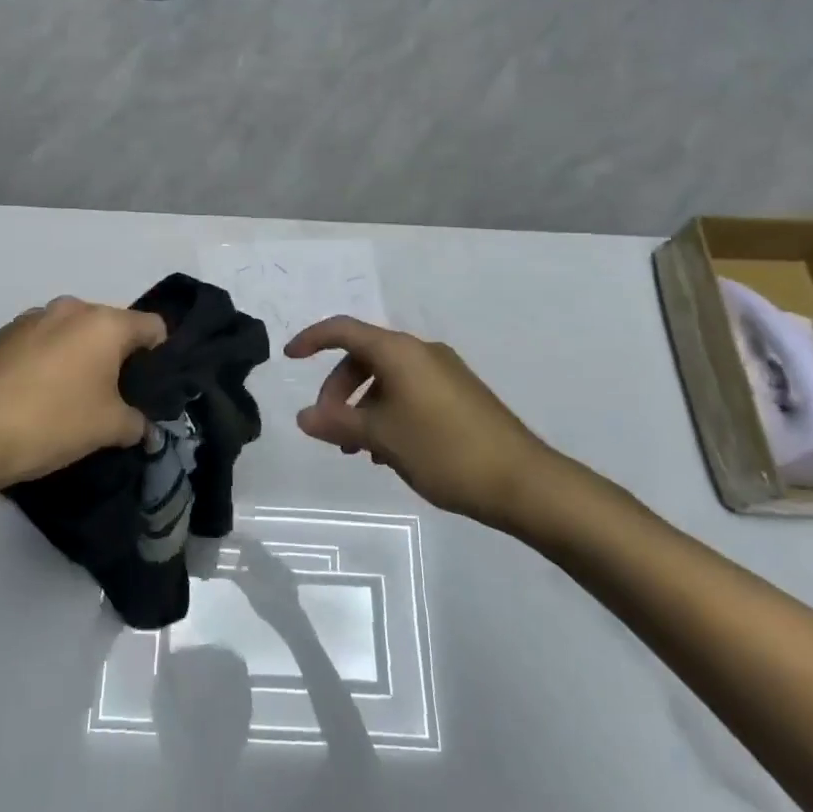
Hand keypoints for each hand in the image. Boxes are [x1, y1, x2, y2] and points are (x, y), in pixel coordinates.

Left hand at [0, 296, 166, 491]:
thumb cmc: (52, 423)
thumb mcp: (107, 429)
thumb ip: (137, 423)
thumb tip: (146, 429)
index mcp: (104, 323)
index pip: (152, 326)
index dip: (159, 356)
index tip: (148, 388)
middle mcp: (71, 308)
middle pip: (111, 326)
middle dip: (116, 357)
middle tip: (111, 397)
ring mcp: (33, 317)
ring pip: (74, 332)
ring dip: (80, 356)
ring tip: (68, 397)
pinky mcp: (3, 333)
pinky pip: (42, 340)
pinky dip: (48, 359)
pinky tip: (35, 394)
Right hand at [285, 316, 563, 533]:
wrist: (523, 482)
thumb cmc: (444, 451)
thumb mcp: (382, 438)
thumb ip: (338, 424)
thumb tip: (304, 417)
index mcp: (399, 352)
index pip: (344, 329)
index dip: (312, 338)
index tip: (288, 358)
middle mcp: (421, 352)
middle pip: (364, 357)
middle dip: (338, 389)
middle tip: (329, 428)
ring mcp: (444, 373)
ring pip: (387, 379)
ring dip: (363, 407)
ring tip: (358, 450)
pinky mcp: (459, 395)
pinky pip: (409, 392)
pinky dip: (388, 412)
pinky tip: (388, 451)